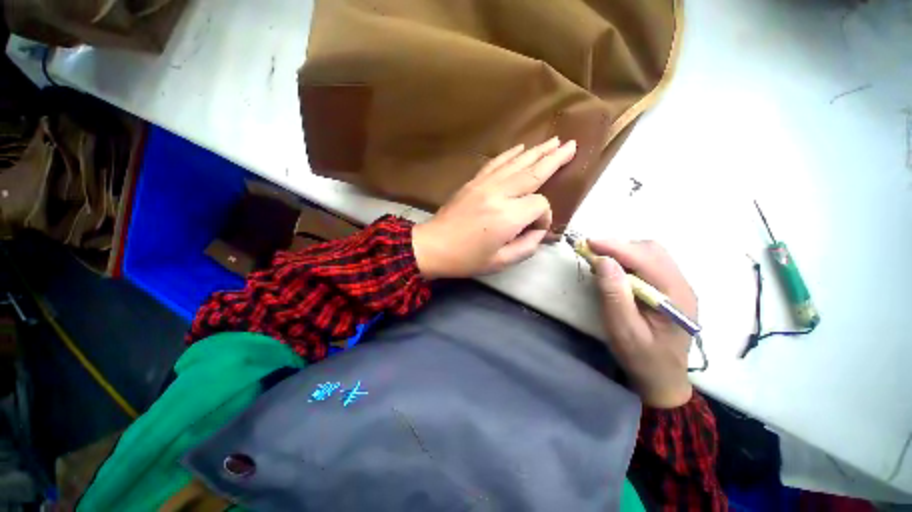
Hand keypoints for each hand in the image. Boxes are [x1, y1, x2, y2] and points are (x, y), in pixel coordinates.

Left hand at [412, 138, 576, 278]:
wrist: (433, 246)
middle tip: (572, 145)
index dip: (543, 217)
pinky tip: (521, 147)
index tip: (535, 230)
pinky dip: (510, 154)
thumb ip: (527, 247)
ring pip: (517, 163)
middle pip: (533, 172)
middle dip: (555, 159)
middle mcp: (499, 194)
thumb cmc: (466, 258)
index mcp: (508, 217)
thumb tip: (539, 231)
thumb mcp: (501, 262)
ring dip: (537, 151)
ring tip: (554, 141)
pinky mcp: (473, 182)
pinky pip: (496, 163)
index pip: (539, 205)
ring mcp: (484, 184)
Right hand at [588, 239, 696, 408]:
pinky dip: (628, 260)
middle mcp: (681, 285)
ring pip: (651, 253)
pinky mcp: (669, 288)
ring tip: (600, 261)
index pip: (646, 259)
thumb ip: (615, 295)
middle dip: (619, 246)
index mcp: (675, 296)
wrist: (663, 379)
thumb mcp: (623, 330)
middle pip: (652, 250)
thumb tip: (603, 261)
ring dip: (623, 251)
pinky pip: (649, 263)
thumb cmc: (642, 358)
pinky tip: (614, 271)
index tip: (588, 243)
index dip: (616, 247)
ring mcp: (678, 286)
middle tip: (592, 252)